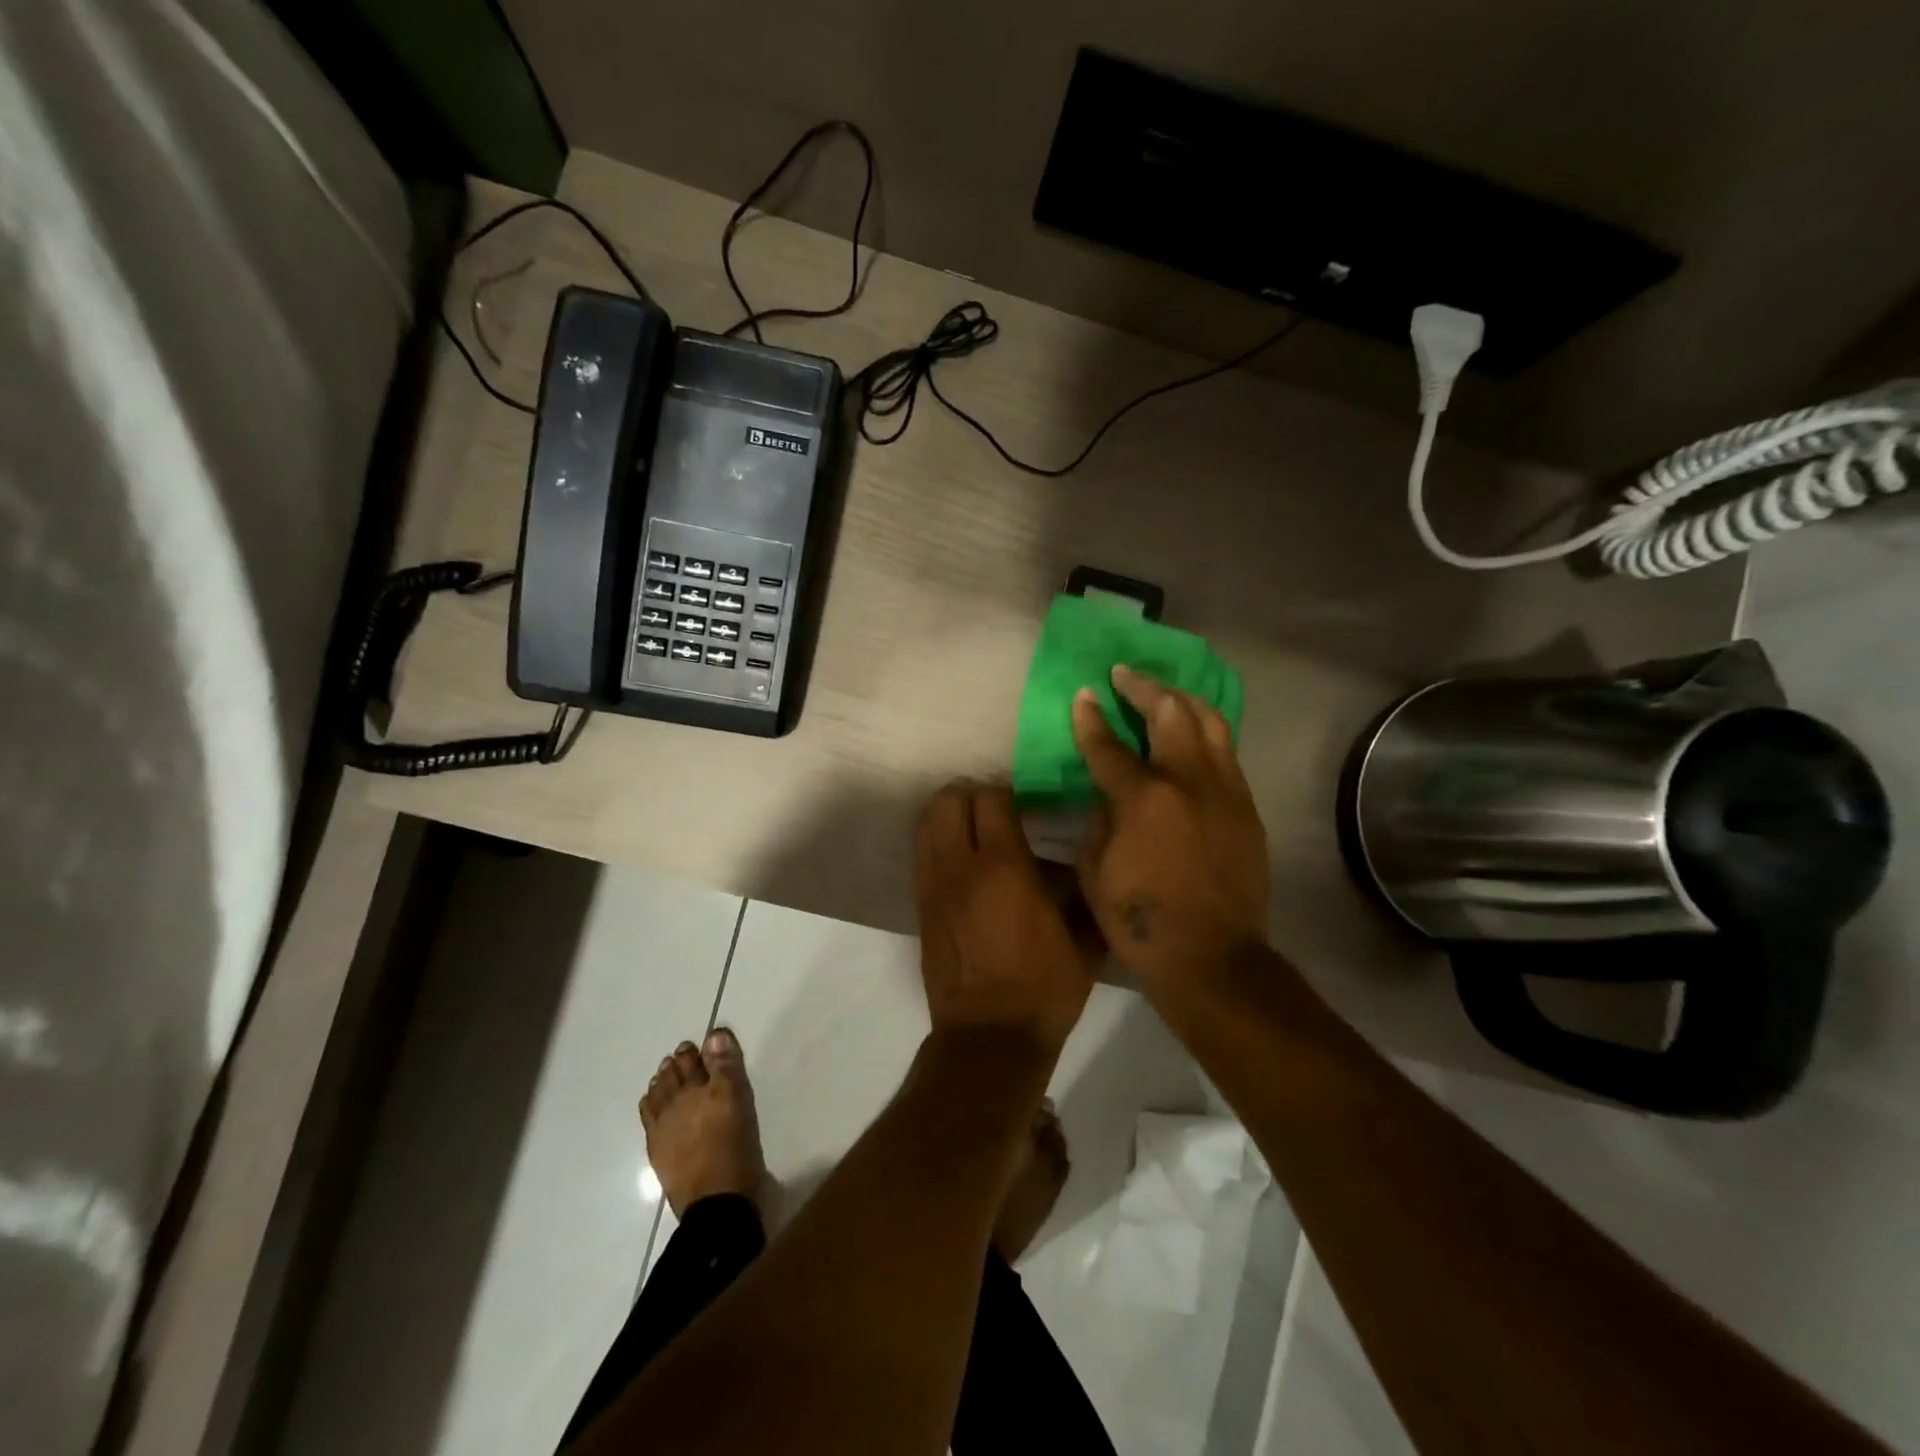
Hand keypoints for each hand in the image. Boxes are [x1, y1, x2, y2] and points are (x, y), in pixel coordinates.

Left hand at [915, 782, 1100, 1055]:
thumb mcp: (1084, 940)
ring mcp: (934, 887)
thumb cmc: (1044, 989)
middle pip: (947, 801)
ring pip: (925, 824)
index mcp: (1004, 867)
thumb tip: (1080, 862)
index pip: (991, 800)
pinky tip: (961, 862)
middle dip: (969, 795)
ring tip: (972, 829)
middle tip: (994, 811)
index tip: (1024, 805)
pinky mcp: (920, 908)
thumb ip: (1082, 892)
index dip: (1007, 794)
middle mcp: (961, 868)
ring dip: (947, 815)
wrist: (990, 1038)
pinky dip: (937, 844)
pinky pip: (921, 855)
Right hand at [1071, 665, 1269, 987]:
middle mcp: (1188, 781)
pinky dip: (1206, 732)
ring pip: (1210, 722)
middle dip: (1144, 687)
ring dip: (1182, 699)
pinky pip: (1227, 753)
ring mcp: (1225, 791)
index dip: (1091, 718)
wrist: (1212, 957)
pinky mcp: (1247, 808)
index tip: (1084, 695)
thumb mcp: (1095, 872)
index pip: (1109, 745)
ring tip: (1164, 691)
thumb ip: (1098, 821)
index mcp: (1144, 799)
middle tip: (1124, 675)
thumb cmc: (1141, 921)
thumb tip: (1106, 794)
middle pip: (1170, 713)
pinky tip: (1193, 734)